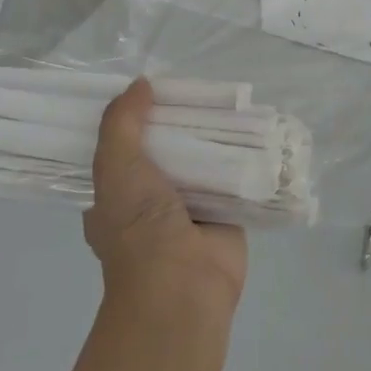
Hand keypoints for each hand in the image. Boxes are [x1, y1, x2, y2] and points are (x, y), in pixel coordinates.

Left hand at [85, 79, 247, 309]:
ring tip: (229, 98)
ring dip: (214, 136)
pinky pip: (234, 176)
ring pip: (202, 159)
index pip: (121, 145)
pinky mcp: (226, 212)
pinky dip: (244, 156)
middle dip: (179, 121)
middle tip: (198, 86)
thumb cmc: (137, 227)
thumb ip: (122, 123)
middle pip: (166, 147)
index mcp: (116, 191)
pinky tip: (256, 128)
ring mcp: (190, 205)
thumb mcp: (114, 167)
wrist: (182, 285)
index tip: (150, 84)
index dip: (134, 115)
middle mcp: (152, 197)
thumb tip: (141, 84)